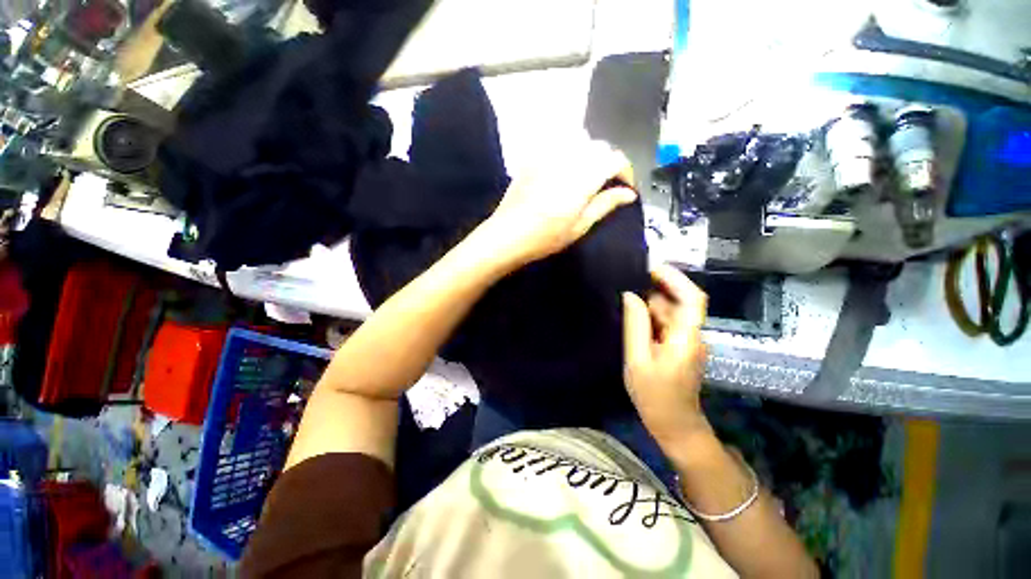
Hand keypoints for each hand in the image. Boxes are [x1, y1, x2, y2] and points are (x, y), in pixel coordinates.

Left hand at [477, 140, 636, 267]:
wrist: (507, 235)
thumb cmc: (545, 237)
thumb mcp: (579, 226)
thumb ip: (605, 205)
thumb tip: (628, 194)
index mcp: (583, 177)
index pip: (615, 159)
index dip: (626, 171)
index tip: (626, 187)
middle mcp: (568, 158)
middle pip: (599, 146)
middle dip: (609, 161)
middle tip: (606, 184)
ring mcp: (548, 154)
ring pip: (579, 139)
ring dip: (590, 152)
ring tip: (586, 174)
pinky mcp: (533, 157)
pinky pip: (557, 142)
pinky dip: (569, 150)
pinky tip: (564, 168)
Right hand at [623, 264, 709, 447]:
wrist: (674, 425)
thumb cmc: (655, 395)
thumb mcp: (638, 359)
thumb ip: (635, 325)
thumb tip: (630, 295)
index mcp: (687, 337)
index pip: (692, 298)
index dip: (675, 278)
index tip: (650, 267)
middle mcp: (691, 334)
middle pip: (678, 302)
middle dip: (655, 289)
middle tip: (626, 281)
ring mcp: (686, 341)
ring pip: (670, 312)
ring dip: (650, 303)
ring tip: (624, 297)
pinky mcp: (678, 347)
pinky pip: (665, 324)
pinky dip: (650, 316)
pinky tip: (631, 316)